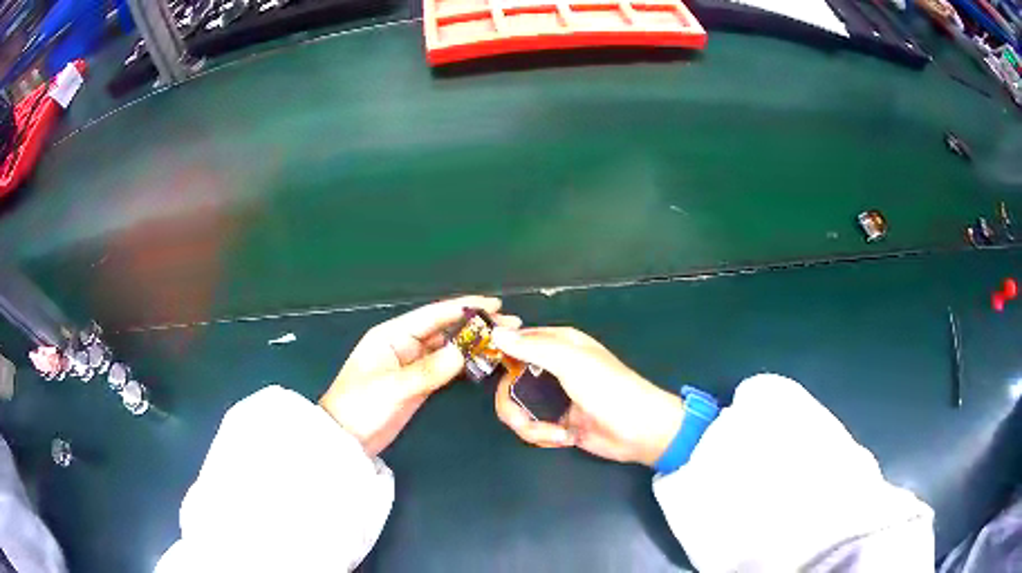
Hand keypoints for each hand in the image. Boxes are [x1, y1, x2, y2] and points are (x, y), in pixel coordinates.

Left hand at [320, 296, 520, 455]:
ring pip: (448, 347)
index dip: (464, 307)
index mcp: (392, 335)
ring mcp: (413, 364)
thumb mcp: (392, 387)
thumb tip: (464, 352)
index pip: (433, 315)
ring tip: (504, 341)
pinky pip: (447, 367)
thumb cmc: (360, 406)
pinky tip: (485, 361)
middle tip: (510, 324)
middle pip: (445, 328)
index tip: (494, 304)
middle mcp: (404, 344)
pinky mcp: (419, 382)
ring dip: (473, 343)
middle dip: (475, 324)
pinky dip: (465, 363)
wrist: (347, 439)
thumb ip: (427, 370)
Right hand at [492, 327, 682, 466]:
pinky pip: (532, 428)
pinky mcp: (557, 423)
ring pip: (516, 408)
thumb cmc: (608, 388)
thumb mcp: (571, 362)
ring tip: (556, 434)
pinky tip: (564, 438)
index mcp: (558, 344)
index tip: (484, 368)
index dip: (499, 354)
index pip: (515, 341)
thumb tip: (494, 334)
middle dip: (511, 404)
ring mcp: (554, 398)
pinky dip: (543, 436)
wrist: (638, 431)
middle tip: (521, 417)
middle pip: (508, 381)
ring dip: (531, 427)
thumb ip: (531, 347)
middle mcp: (552, 367)